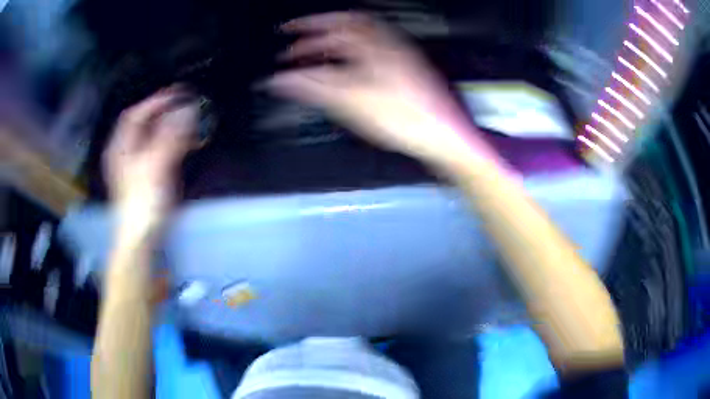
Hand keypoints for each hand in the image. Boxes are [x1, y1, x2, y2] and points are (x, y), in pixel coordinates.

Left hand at [103, 87, 197, 237]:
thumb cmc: (143, 202)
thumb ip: (171, 136)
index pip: (136, 113)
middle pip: (144, 123)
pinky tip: (184, 142)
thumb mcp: (155, 165)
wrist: (142, 237)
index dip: (156, 101)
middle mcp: (126, 152)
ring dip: (170, 126)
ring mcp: (136, 165)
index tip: (178, 94)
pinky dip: (172, 142)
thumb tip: (188, 110)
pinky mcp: (146, 176)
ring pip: (152, 136)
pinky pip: (159, 150)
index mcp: (121, 147)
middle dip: (165, 111)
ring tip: (188, 120)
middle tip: (186, 104)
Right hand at [267, 12, 494, 168]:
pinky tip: (344, 73)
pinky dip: (350, 60)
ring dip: (334, 47)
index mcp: (375, 44)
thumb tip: (279, 80)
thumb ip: (312, 86)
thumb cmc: (406, 117)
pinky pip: (371, 57)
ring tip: (315, 60)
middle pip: (346, 30)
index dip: (307, 25)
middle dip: (318, 36)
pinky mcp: (404, 73)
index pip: (334, 23)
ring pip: (359, 43)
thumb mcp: (351, 101)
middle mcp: (388, 44)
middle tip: (296, 49)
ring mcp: (399, 58)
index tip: (287, 30)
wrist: (443, 137)